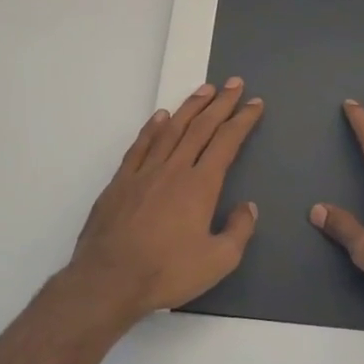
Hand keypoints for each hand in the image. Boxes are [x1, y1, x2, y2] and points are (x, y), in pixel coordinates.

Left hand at [66, 78, 263, 325]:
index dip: (243, 120)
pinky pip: (140, 146)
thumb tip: (248, 207)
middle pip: (201, 127)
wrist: (109, 280)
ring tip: (203, 90)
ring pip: (170, 130)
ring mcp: (143, 173)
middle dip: (220, 103)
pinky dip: (152, 128)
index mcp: (200, 185)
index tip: (254, 104)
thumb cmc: (167, 272)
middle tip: (234, 83)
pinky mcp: (119, 182)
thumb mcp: (218, 260)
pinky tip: (160, 117)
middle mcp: (173, 169)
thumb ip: (238, 230)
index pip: (227, 142)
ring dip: (189, 107)